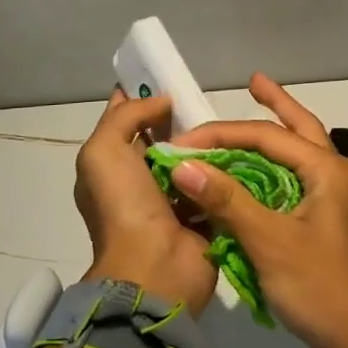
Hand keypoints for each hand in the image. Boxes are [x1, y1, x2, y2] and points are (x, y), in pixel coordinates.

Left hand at [74, 90, 217, 316]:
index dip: (141, 97)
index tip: (168, 77)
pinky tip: (244, 149)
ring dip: (208, 143)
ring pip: (192, 159)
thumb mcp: (103, 152)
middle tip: (207, 99)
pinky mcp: (203, 214)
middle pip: (163, 138)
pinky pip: (216, 183)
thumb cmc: (124, 207)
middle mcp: (139, 182)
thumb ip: (127, 116)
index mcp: (111, 168)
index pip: (125, 122)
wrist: (155, 269)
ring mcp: (173, 200)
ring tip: (230, 121)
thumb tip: (162, 102)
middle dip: (181, 119)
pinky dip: (226, 169)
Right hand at [169, 74, 347, 347]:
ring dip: (275, 137)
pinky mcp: (327, 225)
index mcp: (326, 170)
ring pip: (299, 156)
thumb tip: (184, 165)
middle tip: (253, 81)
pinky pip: (295, 184)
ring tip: (253, 116)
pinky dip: (273, 173)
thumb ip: (228, 200)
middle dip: (277, 103)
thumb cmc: (322, 287)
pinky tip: (255, 177)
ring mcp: (334, 201)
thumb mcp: (271, 242)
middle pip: (300, 128)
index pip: (267, 136)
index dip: (221, 135)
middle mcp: (334, 176)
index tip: (182, 142)